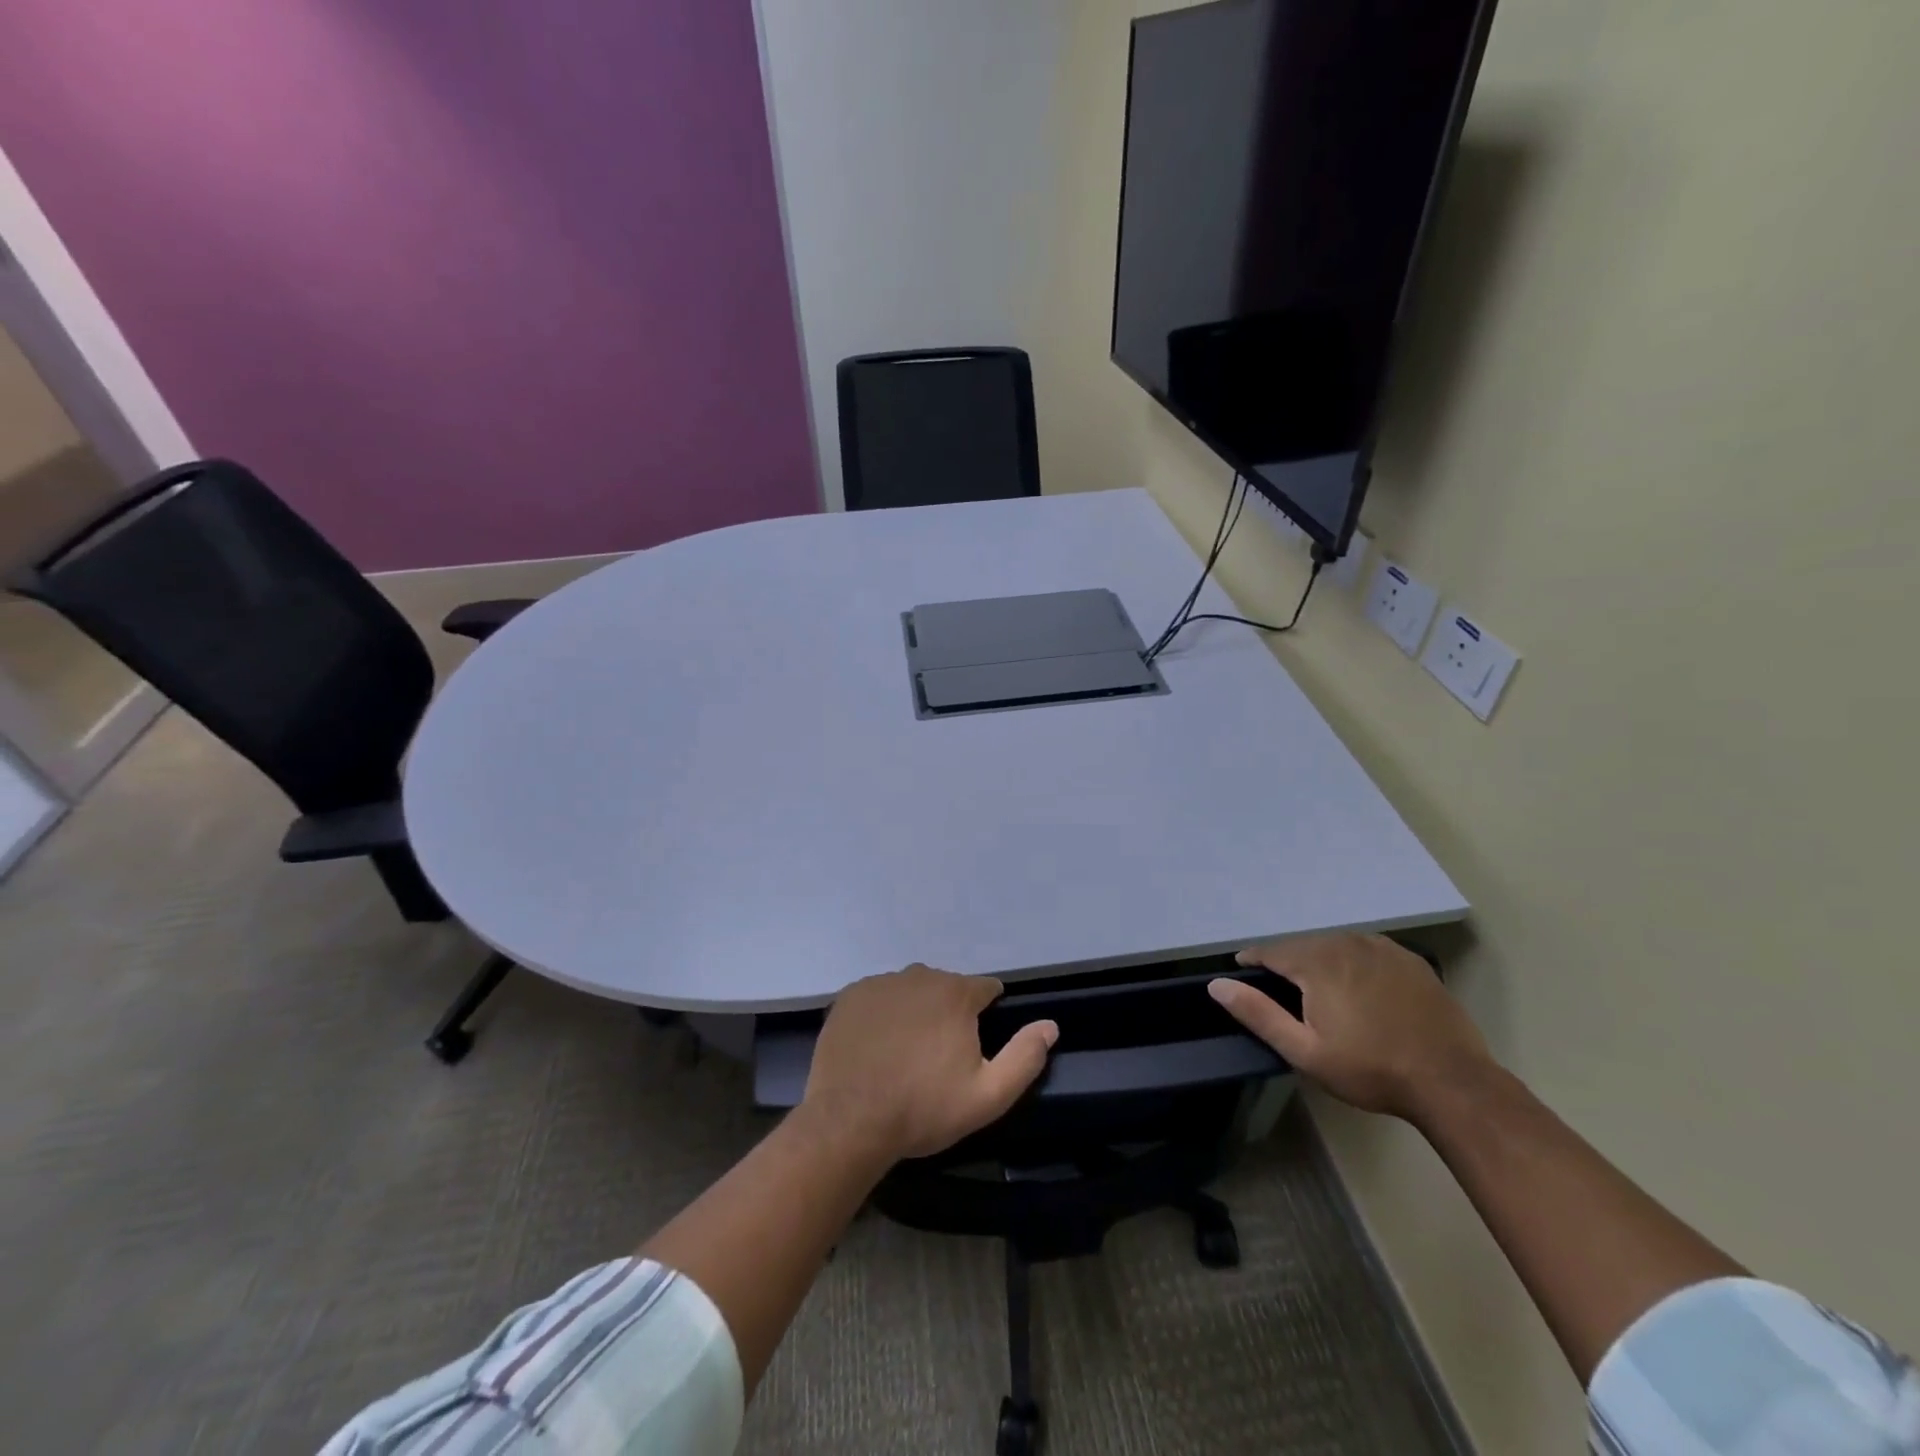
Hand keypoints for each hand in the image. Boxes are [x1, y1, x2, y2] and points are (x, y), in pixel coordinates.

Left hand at [803, 965, 1058, 1161]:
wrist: (849, 1120)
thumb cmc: (924, 1108)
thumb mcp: (988, 1095)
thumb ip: (1025, 1057)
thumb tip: (1050, 1025)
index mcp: (956, 993)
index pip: (985, 989)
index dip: (986, 1014)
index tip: (976, 1044)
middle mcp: (919, 976)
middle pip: (946, 988)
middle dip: (949, 1013)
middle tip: (939, 1057)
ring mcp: (880, 983)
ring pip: (910, 991)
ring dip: (915, 1012)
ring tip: (905, 1054)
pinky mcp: (850, 996)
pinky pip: (878, 998)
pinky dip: (882, 1015)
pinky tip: (876, 1047)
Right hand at [1208, 933, 1492, 1120]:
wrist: (1452, 1082)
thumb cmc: (1370, 1069)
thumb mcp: (1304, 1050)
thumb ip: (1258, 1014)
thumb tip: (1217, 985)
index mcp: (1316, 961)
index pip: (1270, 950)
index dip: (1252, 962)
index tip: (1243, 975)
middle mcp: (1346, 942)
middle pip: (1303, 946)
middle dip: (1288, 965)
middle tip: (1286, 995)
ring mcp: (1382, 948)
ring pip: (1335, 946)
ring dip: (1321, 962)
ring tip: (1321, 993)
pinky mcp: (1410, 960)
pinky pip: (1367, 952)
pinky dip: (1353, 964)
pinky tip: (1361, 991)